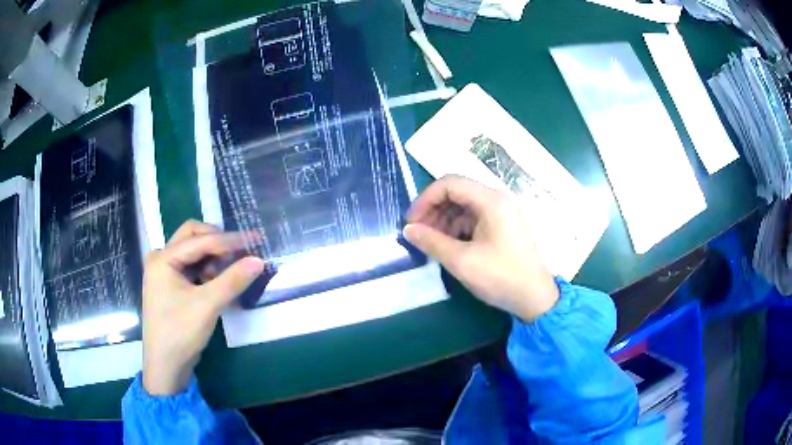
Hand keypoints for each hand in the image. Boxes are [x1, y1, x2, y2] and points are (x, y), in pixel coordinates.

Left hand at [142, 220, 264, 395]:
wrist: (166, 366)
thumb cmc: (180, 332)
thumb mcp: (207, 305)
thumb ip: (232, 280)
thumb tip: (258, 260)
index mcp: (163, 259)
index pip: (200, 240)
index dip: (228, 239)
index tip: (254, 239)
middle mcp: (161, 259)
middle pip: (193, 237)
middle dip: (217, 241)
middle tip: (240, 250)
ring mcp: (165, 273)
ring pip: (193, 252)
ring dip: (213, 256)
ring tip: (233, 268)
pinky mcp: (171, 286)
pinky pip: (192, 267)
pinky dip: (208, 270)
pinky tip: (220, 281)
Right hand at [403, 175, 558, 320]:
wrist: (535, 298)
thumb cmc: (501, 277)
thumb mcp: (462, 261)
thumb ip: (432, 242)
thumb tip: (408, 230)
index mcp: (490, 200)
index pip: (449, 183)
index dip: (426, 199)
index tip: (411, 222)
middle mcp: (497, 199)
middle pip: (457, 192)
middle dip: (433, 209)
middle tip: (418, 233)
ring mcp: (502, 211)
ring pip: (464, 205)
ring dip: (444, 219)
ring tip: (431, 242)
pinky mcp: (503, 225)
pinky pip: (474, 217)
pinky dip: (457, 227)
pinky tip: (449, 245)